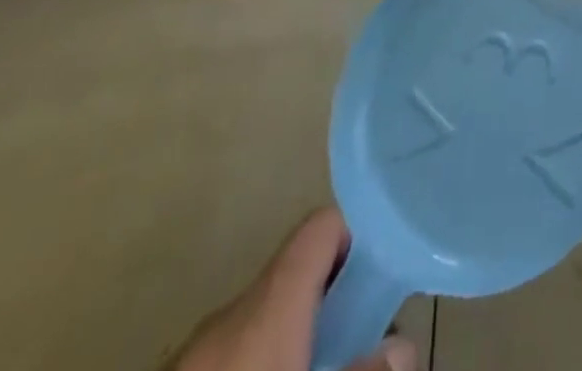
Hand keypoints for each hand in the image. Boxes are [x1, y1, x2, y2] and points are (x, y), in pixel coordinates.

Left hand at [170, 207, 416, 370]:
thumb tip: (402, 345)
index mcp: (271, 300)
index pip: (321, 225)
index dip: (356, 238)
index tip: (379, 275)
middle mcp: (234, 309)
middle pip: (296, 276)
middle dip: (331, 304)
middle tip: (358, 343)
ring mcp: (196, 347)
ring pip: (263, 319)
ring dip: (295, 337)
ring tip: (319, 366)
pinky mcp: (179, 370)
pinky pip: (232, 350)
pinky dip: (260, 359)